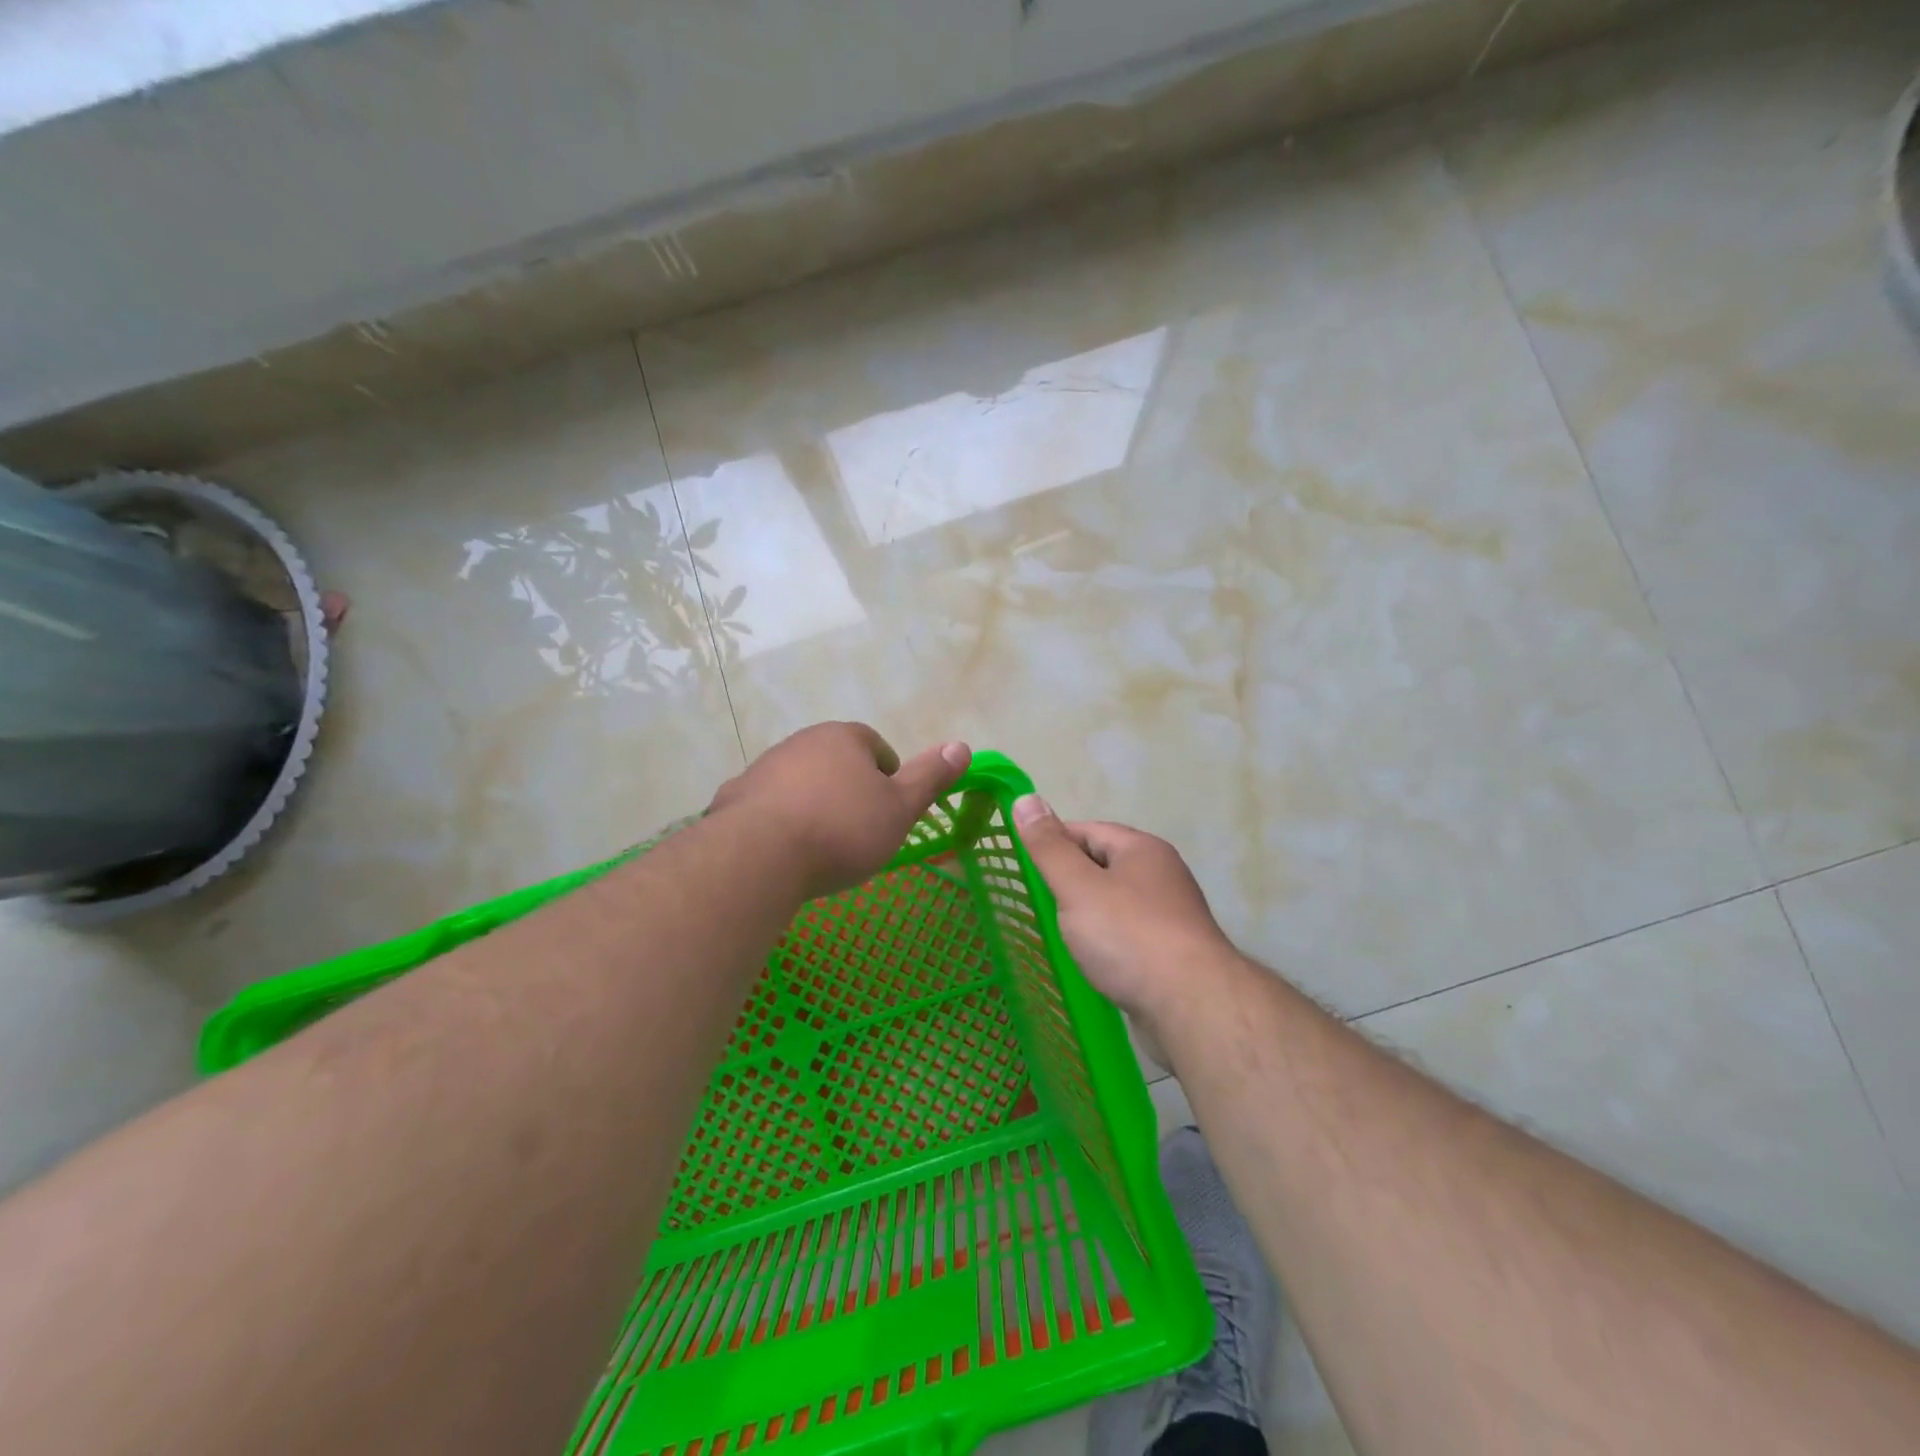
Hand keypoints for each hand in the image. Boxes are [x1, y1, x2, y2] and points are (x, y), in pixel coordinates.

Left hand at [711, 723, 970, 899]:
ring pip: (799, 783)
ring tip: (821, 846)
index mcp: (843, 738)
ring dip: (812, 804)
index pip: (875, 746)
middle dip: (848, 789)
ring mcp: (763, 768)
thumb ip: (930, 777)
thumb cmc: (842, 830)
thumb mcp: (900, 808)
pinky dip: (778, 822)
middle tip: (859, 830)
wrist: (760, 857)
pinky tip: (784, 853)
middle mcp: (801, 743)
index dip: (887, 775)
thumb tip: (962, 746)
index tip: (889, 808)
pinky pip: (766, 807)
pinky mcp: (734, 798)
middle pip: (834, 762)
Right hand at [1013, 796, 1240, 1023]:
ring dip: (1087, 914)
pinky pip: (1127, 936)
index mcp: (1142, 849)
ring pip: (1115, 903)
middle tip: (1034, 899)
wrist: (1191, 1007)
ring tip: (1056, 931)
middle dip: (1069, 879)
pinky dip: (1105, 942)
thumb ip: (1049, 847)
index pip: (1087, 830)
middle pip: (1103, 865)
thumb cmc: (1129, 936)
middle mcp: (1161, 875)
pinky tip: (1088, 960)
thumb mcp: (1078, 886)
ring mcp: (1170, 916)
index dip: (1052, 842)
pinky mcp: (1171, 953)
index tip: (1023, 865)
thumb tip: (1025, 799)